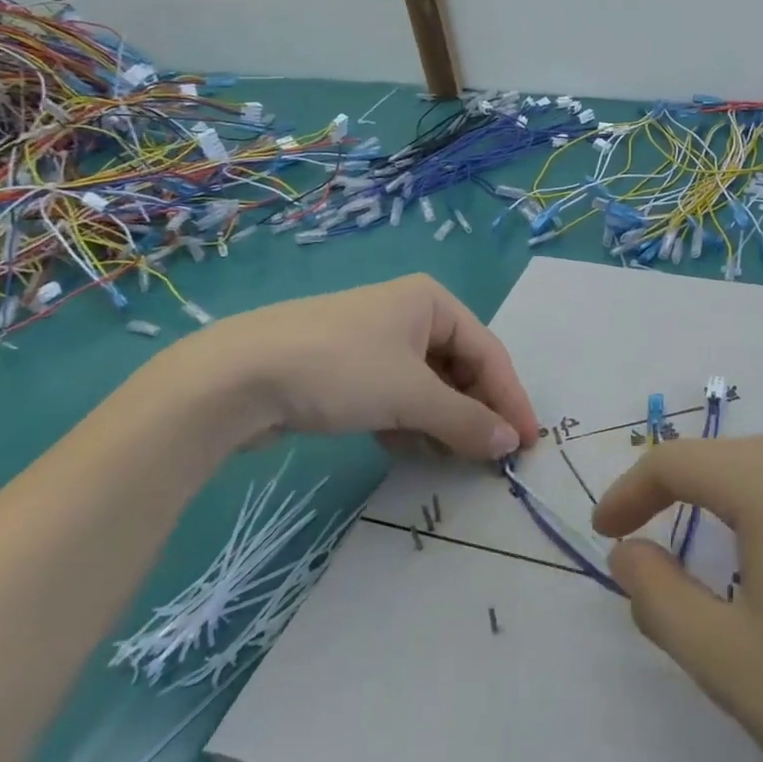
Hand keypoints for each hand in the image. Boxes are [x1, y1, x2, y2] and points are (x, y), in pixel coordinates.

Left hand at [182, 274, 539, 459]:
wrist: (234, 377)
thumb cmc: (340, 369)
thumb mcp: (411, 396)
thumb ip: (466, 421)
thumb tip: (510, 444)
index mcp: (432, 302)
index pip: (488, 354)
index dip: (510, 399)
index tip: (527, 444)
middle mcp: (409, 314)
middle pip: (460, 369)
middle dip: (475, 413)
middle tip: (491, 457)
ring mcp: (376, 342)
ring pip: (428, 387)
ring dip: (443, 423)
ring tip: (453, 459)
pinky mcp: (348, 370)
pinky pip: (397, 396)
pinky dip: (409, 423)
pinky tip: (410, 451)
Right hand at [593, 433, 762, 761]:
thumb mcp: (729, 661)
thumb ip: (659, 598)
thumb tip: (628, 552)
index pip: (676, 462)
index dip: (629, 492)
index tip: (603, 534)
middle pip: (725, 464)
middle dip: (675, 502)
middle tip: (646, 557)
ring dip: (726, 514)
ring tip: (710, 575)